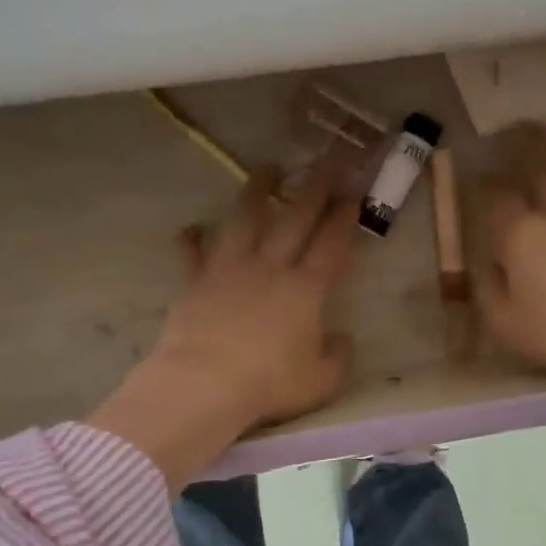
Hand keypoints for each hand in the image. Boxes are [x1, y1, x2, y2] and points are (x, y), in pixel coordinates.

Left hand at [90, 171, 358, 488]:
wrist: (205, 384)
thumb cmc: (269, 384)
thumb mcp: (321, 382)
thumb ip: (339, 358)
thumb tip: (342, 339)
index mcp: (305, 290)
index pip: (332, 245)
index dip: (345, 218)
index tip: (354, 194)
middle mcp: (270, 269)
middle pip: (295, 220)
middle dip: (313, 189)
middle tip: (325, 162)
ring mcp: (229, 270)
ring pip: (245, 219)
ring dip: (257, 191)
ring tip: (267, 169)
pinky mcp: (195, 282)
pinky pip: (192, 253)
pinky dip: (192, 239)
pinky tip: (193, 228)